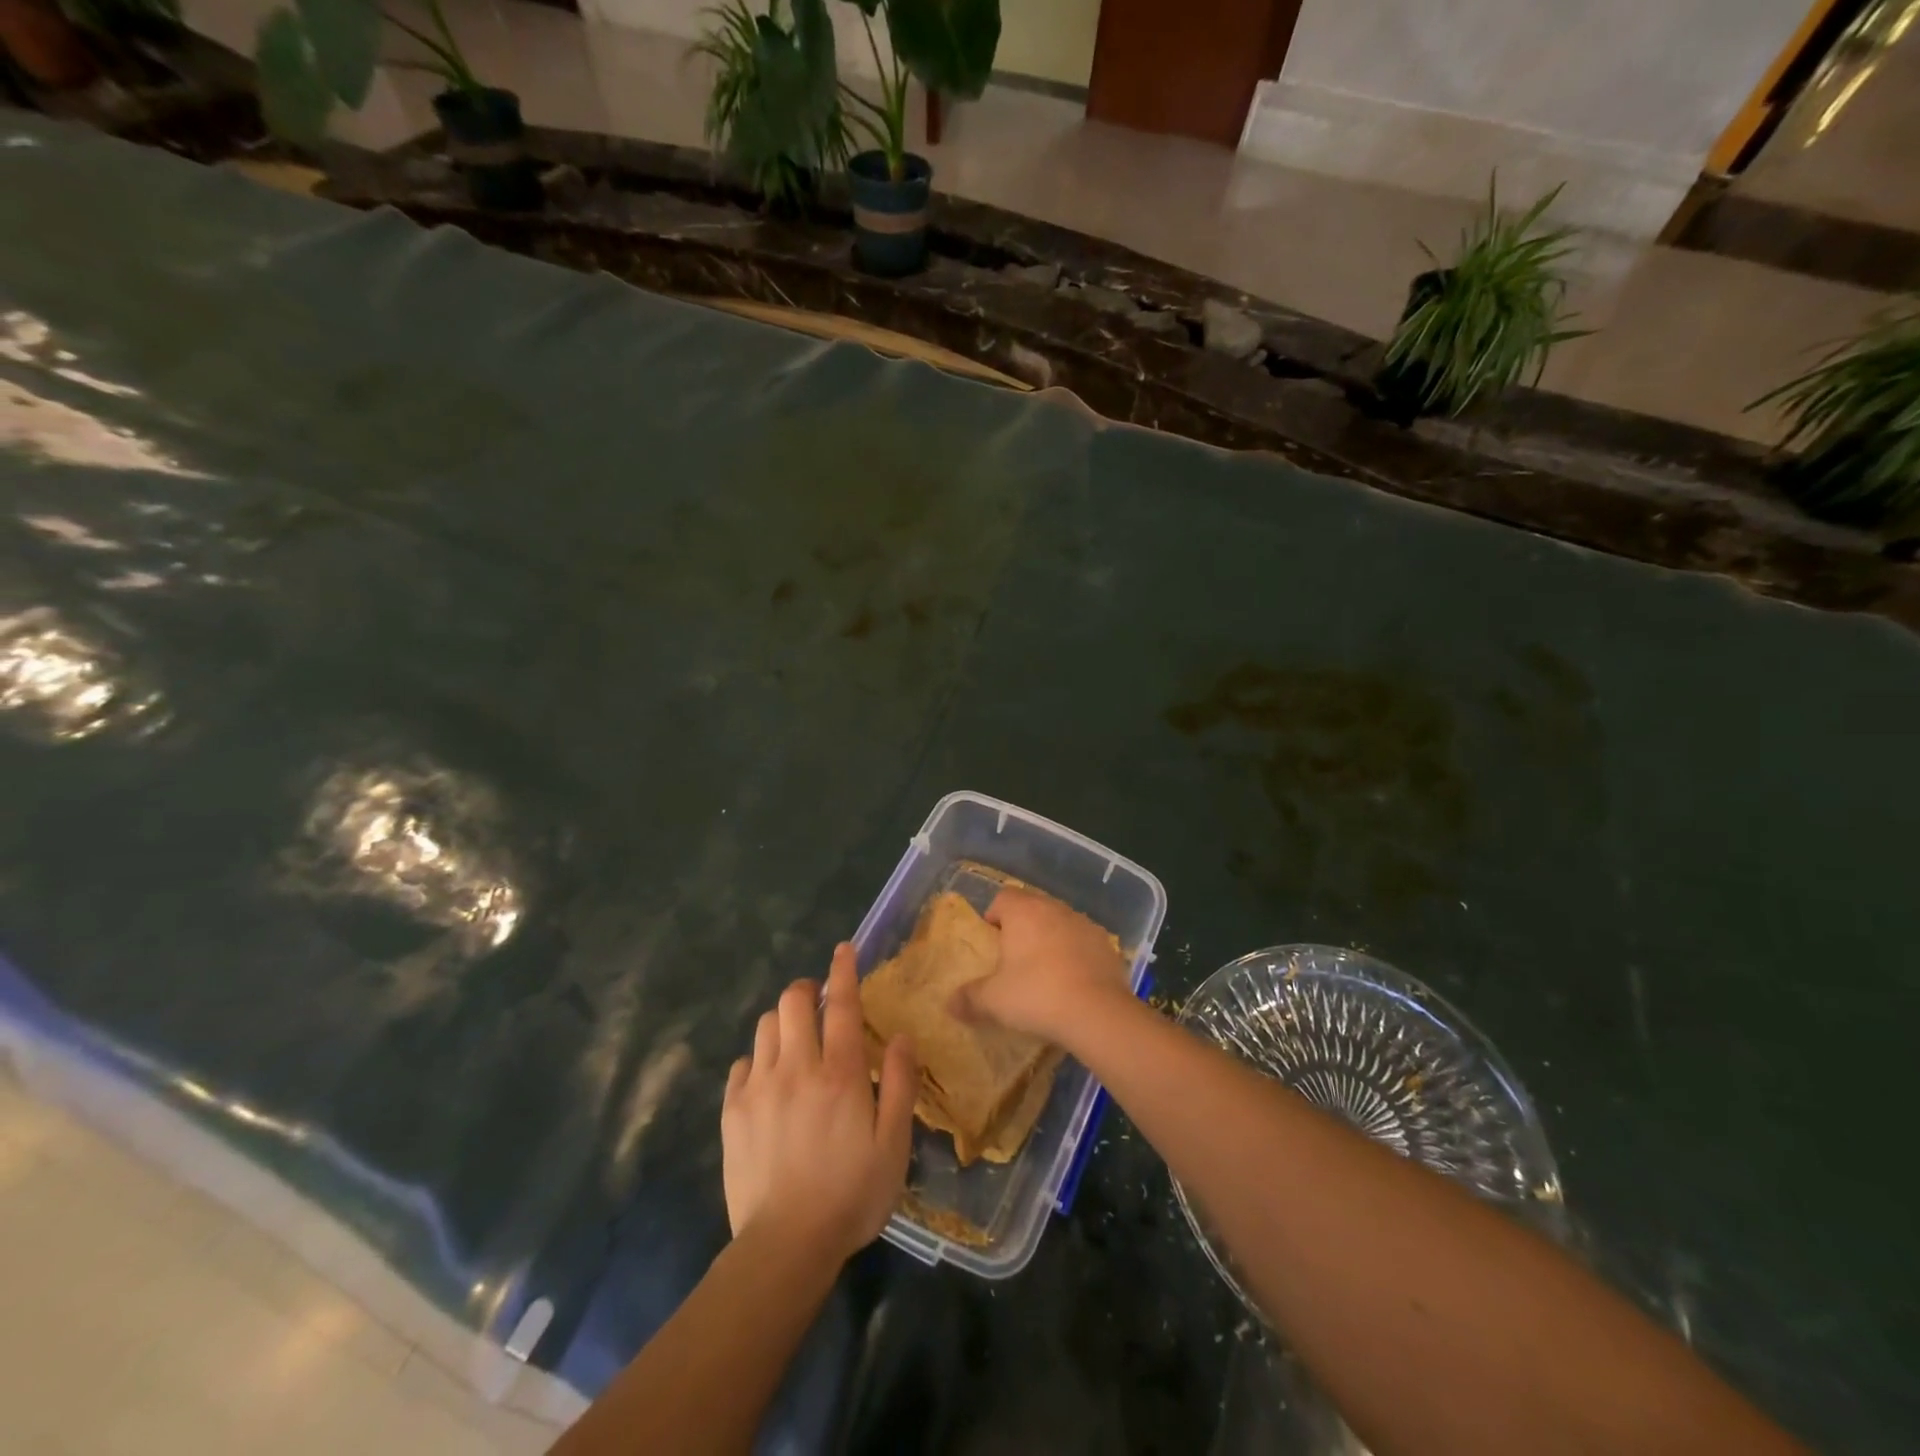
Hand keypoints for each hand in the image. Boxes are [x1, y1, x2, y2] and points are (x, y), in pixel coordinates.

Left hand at [722, 944, 917, 1262]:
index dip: (842, 971)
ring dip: (782, 1023)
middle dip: (806, 991)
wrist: (785, 1247)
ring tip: (795, 1042)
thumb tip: (900, 1036)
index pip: (840, 1004)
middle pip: (791, 1002)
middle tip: (818, 1006)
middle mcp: (796, 1068)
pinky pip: (742, 1064)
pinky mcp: (733, 1112)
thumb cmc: (851, 1196)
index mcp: (839, 1073)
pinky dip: (758, 1060)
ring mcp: (759, 1088)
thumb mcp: (893, 1144)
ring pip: (764, 1027)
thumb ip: (899, 1084)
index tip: (843, 948)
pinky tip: (769, 1080)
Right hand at [952, 887, 1130, 1043]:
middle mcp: (1054, 908)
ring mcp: (1084, 923)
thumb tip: (949, 1003)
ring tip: (1044, 972)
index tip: (991, 942)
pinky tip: (1072, 981)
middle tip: (1014, 960)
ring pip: (1059, 923)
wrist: (1098, 1013)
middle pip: (1032, 908)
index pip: (1002, 897)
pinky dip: (1075, 954)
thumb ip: (968, 998)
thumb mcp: (993, 1001)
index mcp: (1024, 912)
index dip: (994, 916)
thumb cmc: (1037, 995)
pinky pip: (1082, 942)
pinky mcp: (1106, 944)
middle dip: (1022, 928)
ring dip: (1050, 939)